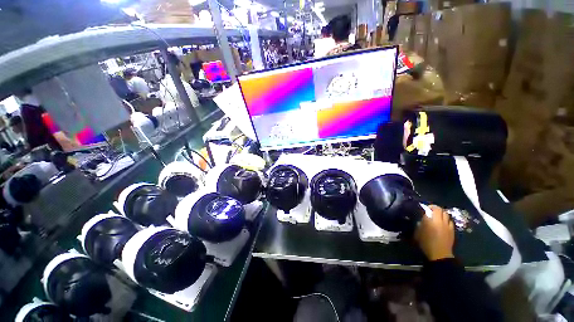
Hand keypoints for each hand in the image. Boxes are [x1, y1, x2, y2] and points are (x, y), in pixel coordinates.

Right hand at [415, 205, 454, 260]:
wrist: (439, 253)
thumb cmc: (426, 242)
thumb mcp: (418, 232)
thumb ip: (420, 223)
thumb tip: (422, 219)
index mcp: (430, 220)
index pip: (431, 208)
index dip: (428, 207)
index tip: (424, 208)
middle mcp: (440, 220)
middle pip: (440, 210)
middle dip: (435, 208)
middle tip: (431, 211)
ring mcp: (447, 225)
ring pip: (446, 214)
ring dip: (442, 213)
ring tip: (437, 216)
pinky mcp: (452, 230)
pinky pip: (450, 221)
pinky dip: (446, 220)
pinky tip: (443, 223)